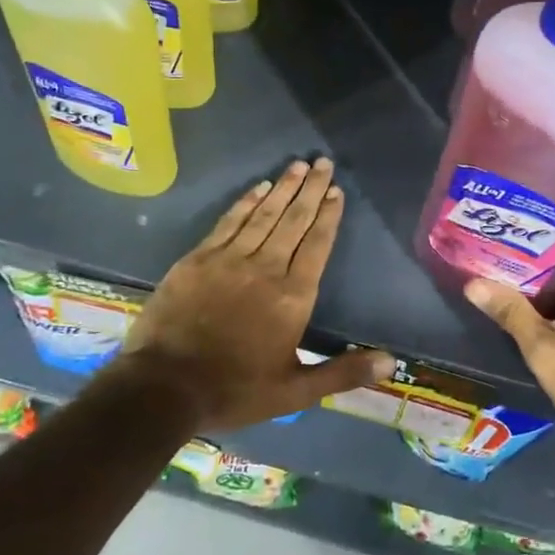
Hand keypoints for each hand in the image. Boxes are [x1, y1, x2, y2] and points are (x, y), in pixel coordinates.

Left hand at [117, 157, 395, 429]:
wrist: (164, 388)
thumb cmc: (235, 390)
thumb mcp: (295, 391)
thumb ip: (343, 372)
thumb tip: (390, 363)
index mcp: (292, 297)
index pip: (317, 245)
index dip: (328, 216)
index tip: (337, 191)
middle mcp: (266, 269)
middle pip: (294, 221)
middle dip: (311, 190)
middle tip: (323, 162)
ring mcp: (229, 260)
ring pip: (263, 215)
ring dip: (283, 188)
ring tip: (298, 165)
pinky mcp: (198, 259)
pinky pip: (229, 222)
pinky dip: (246, 202)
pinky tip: (258, 187)